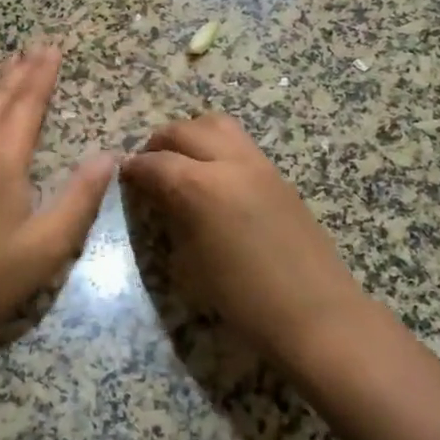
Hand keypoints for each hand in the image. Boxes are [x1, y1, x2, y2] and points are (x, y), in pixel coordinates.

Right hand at [120, 112, 369, 359]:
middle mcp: (229, 163)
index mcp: (199, 186)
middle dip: (159, 143)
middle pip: (184, 130)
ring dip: (191, 135)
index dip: (133, 169)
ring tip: (181, 161)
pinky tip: (213, 178)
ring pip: (217, 124)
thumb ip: (171, 219)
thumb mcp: (190, 263)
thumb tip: (160, 199)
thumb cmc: (243, 300)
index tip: (122, 177)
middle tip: (148, 166)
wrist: (316, 315)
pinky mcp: (279, 175)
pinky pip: (240, 144)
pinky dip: (217, 148)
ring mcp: (259, 165)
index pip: (154, 162)